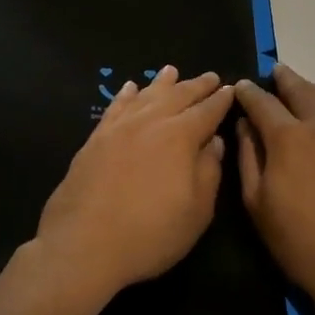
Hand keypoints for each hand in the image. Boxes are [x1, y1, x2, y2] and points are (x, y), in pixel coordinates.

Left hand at [35, 67, 234, 301]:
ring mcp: (119, 127)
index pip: (207, 111)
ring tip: (172, 71)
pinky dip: (126, 94)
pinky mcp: (96, 138)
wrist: (84, 244)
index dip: (220, 100)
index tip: (230, 88)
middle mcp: (150, 122)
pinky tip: (130, 88)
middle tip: (210, 76)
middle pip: (178, 96)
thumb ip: (209, 171)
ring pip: (146, 95)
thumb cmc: (150, 233)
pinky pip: (115, 106)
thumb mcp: (197, 211)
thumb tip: (214, 141)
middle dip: (196, 86)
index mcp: (180, 136)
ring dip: (162, 82)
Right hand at [234, 64, 314, 314]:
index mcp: (288, 137)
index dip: (249, 93)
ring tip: (310, 93)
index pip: (262, 103)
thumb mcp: (258, 204)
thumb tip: (245, 125)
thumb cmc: (301, 242)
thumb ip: (249, 158)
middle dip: (285, 79)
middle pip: (301, 90)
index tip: (242, 87)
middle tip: (276, 73)